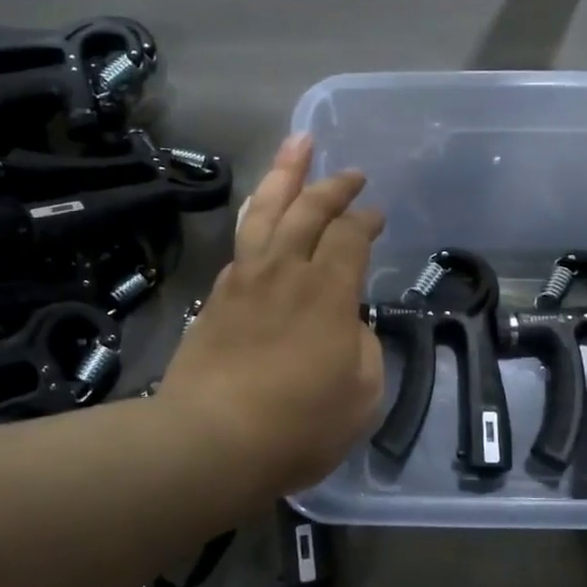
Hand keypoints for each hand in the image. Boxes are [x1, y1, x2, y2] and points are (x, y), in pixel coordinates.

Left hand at [157, 134, 384, 498]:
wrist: (210, 440)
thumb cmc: (298, 423)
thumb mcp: (362, 393)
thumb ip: (363, 347)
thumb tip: (347, 325)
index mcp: (327, 289)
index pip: (350, 234)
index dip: (366, 219)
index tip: (377, 214)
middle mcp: (284, 270)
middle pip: (307, 208)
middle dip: (332, 184)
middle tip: (350, 171)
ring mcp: (244, 280)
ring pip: (264, 210)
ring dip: (284, 175)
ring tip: (296, 145)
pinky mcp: (215, 298)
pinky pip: (241, 242)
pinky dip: (256, 218)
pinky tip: (259, 216)